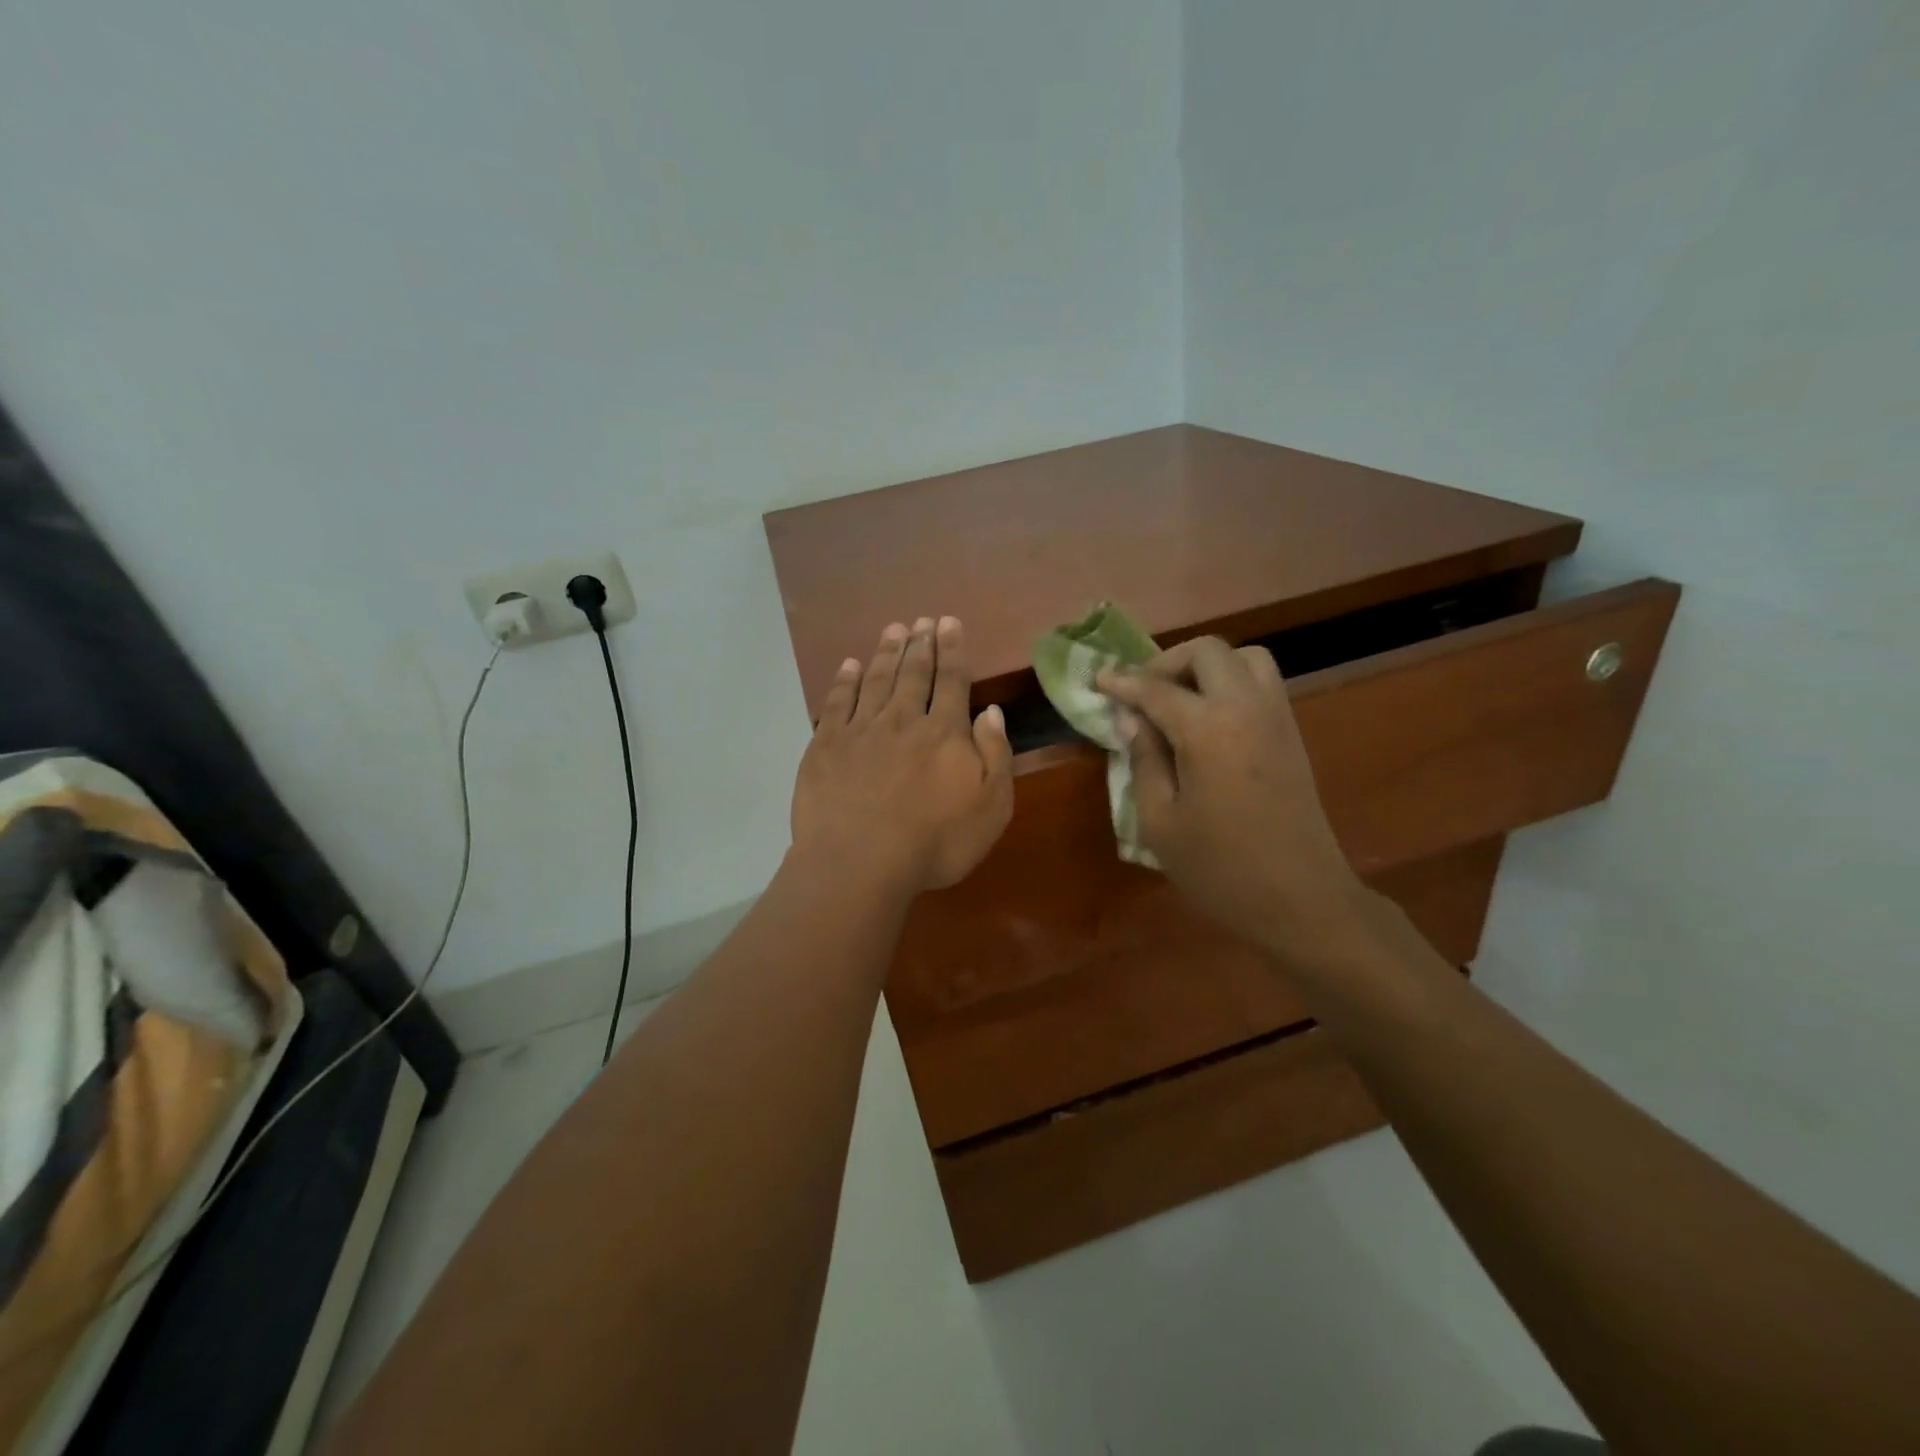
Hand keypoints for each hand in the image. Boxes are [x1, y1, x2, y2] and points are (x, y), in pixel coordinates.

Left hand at [792, 616, 1013, 894]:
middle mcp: (902, 720)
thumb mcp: (991, 807)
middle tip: (923, 619)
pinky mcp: (826, 746)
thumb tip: (990, 712)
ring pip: (876, 680)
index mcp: (944, 733)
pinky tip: (849, 665)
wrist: (860, 862)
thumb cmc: (935, 842)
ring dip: (887, 652)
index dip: (952, 650)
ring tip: (894, 629)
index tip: (949, 622)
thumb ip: (995, 755)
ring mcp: (860, 730)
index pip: (952, 681)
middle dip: (921, 643)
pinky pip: (837, 703)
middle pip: (913, 673)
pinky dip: (845, 681)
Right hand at [1098, 637, 1369, 959]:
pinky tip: (1209, 720)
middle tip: (1142, 693)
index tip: (1098, 679)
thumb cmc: (1220, 868)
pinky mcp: (1293, 735)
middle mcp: (1247, 708)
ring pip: (1244, 657)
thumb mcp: (1160, 822)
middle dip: (1167, 662)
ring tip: (1179, 700)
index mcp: (1208, 729)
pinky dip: (1231, 682)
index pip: (1156, 688)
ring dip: (1206, 666)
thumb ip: (1144, 761)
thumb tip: (1134, 721)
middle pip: (1207, 651)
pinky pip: (1262, 683)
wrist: (1302, 900)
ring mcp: (1277, 718)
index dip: (1122, 682)